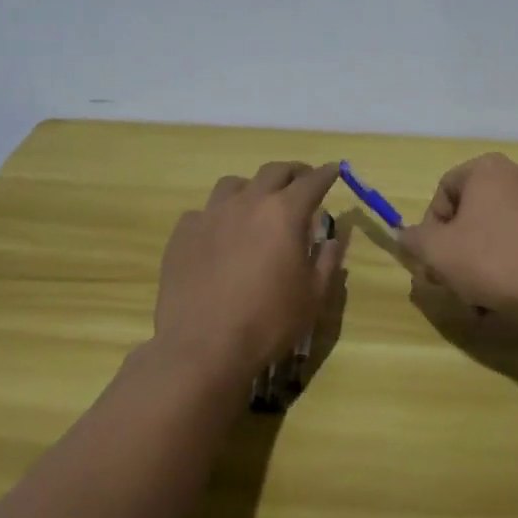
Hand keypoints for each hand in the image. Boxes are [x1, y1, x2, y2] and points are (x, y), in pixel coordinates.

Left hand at [153, 161, 344, 383]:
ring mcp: (211, 214)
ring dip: (252, 188)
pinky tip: (220, 235)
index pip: (312, 181)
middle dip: (292, 173)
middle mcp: (248, 202)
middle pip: (273, 172)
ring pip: (234, 184)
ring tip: (257, 205)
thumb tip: (334, 238)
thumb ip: (328, 260)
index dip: (326, 174)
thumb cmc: (268, 322)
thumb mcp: (313, 296)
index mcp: (284, 213)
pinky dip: (218, 216)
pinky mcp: (183, 233)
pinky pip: (204, 212)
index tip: (334, 170)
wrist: (202, 347)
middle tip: (301, 182)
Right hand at [398, 153, 517, 320]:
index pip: (443, 191)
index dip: (430, 228)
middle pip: (471, 213)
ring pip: (497, 232)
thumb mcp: (438, 253)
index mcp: (487, 169)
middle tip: (452, 282)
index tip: (433, 261)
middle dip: (456, 249)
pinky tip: (510, 297)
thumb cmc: (495, 261)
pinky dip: (511, 266)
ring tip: (480, 298)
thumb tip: (407, 235)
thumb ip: (415, 240)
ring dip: (481, 262)